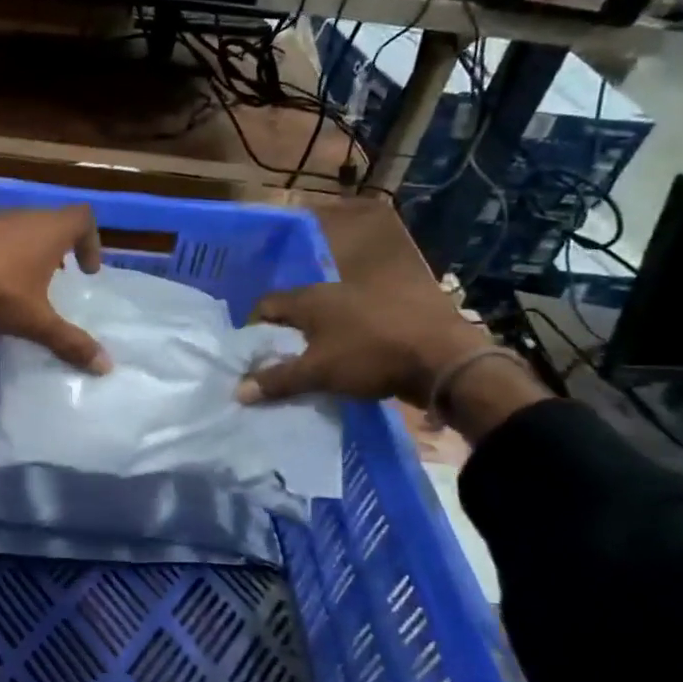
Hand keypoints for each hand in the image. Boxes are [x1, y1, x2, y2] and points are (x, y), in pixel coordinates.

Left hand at [0, 205, 111, 369]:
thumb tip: (107, 366)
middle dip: (59, 250)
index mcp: (49, 230)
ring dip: (26, 253)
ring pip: (18, 230)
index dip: (92, 241)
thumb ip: (69, 342)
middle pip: (50, 222)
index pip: (83, 218)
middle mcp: (22, 216)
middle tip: (59, 280)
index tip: (87, 271)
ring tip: (22, 287)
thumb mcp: (35, 321)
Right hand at [235, 199, 493, 409]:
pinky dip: (343, 342)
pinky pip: (353, 326)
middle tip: (278, 364)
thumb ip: (277, 380)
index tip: (251, 354)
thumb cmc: (369, 356)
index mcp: (311, 297)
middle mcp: (334, 290)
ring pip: (327, 318)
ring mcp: (366, 299)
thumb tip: (237, 391)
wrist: (445, 357)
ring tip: (312, 367)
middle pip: (297, 310)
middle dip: (285, 335)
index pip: (266, 304)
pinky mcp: (391, 313)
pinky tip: (348, 364)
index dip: (253, 327)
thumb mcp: (317, 372)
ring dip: (316, 339)